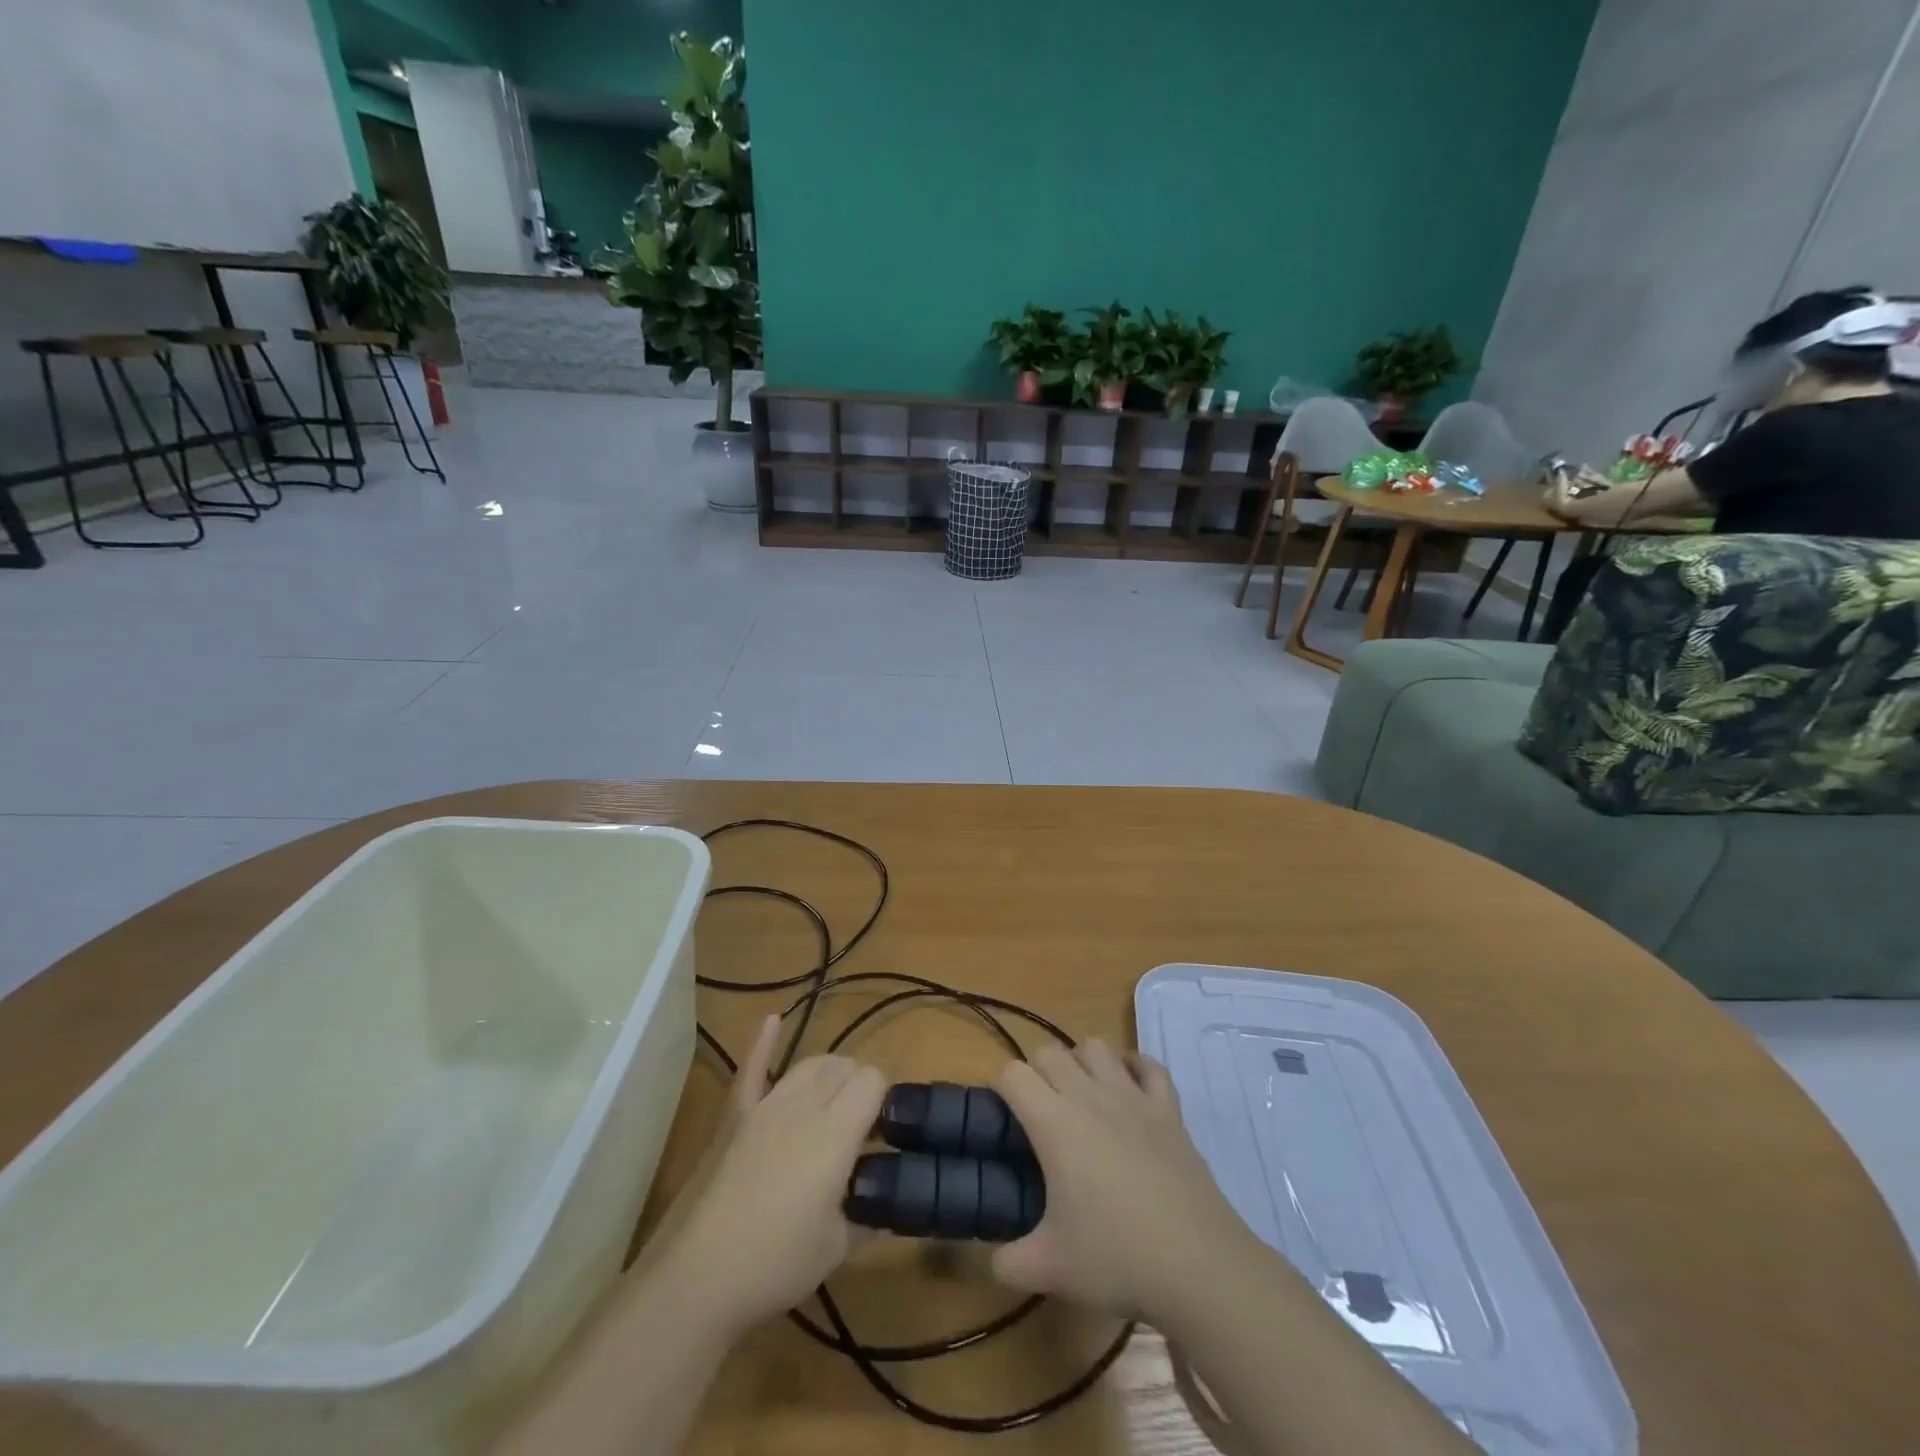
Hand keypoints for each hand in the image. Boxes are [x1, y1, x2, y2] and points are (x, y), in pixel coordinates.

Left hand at [654, 1017, 884, 1335]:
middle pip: (843, 1066)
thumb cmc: (776, 1264)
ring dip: (828, 1073)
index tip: (882, 1133)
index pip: (873, 1080)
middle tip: (859, 1129)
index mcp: (837, 1131)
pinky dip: (763, 1042)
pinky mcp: (734, 1116)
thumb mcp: (838, 1247)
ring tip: (832, 1101)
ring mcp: (765, 1106)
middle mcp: (804, 1104)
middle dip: (859, 1086)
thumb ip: (866, 1215)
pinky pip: (752, 1069)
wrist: (697, 1278)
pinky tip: (773, 1020)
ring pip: (809, 1063)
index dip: (883, 1099)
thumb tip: (882, 1204)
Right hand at [991, 1041, 1250, 1321]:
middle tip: (1038, 1114)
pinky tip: (1129, 1087)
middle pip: (1049, 1052)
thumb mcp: (1050, 1270)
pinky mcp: (1169, 1108)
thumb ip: (1009, 1262)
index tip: (1002, 1116)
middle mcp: (1089, 1096)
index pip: (1012, 1074)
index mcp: (1054, 1123)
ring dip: (1080, 1061)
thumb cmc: (1117, 1258)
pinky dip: (1134, 1067)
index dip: (1000, 1087)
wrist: (1197, 1264)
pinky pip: (1149, 1066)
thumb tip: (995, 1261)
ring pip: (1096, 1047)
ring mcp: (1133, 1097)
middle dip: (1036, 1072)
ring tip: (1080, 1095)